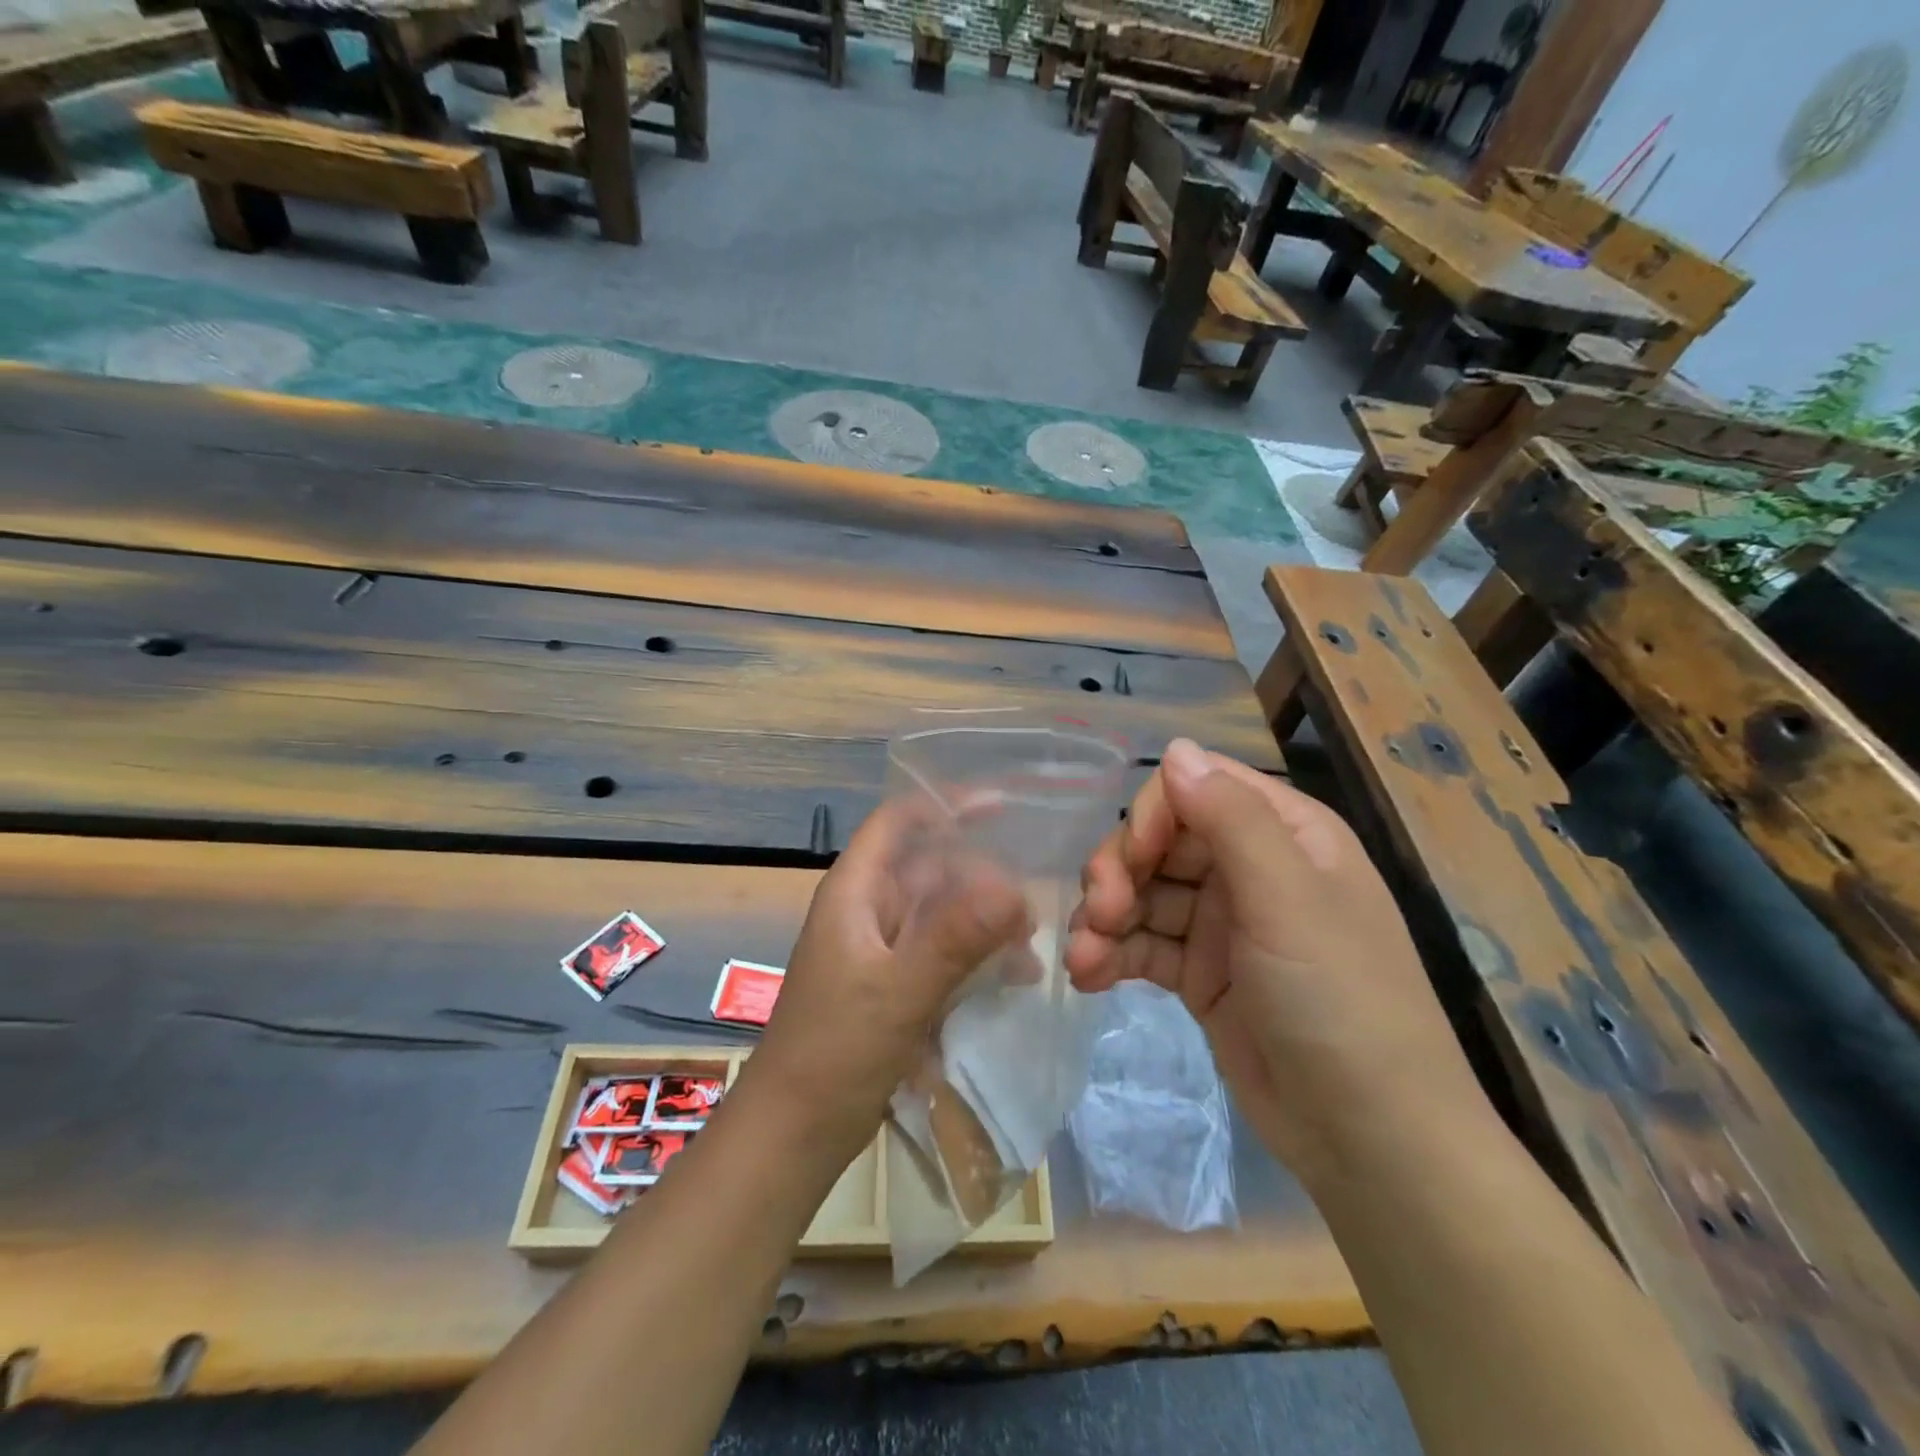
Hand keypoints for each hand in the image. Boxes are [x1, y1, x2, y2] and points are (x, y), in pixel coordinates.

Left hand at [744, 796, 1031, 1164]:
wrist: (794, 1133)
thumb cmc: (835, 1052)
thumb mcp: (898, 992)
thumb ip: (954, 939)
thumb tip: (1014, 888)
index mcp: (856, 891)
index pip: (899, 820)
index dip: (946, 804)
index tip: (1004, 808)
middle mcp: (868, 909)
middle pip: (930, 867)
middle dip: (981, 877)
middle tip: (1032, 905)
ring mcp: (880, 949)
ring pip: (941, 912)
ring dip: (984, 921)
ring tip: (1029, 945)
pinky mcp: (892, 984)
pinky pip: (941, 952)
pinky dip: (975, 956)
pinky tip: (1012, 978)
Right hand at [1066, 738, 1487, 1182]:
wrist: (1371, 1140)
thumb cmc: (1341, 1001)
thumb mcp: (1288, 899)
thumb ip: (1229, 818)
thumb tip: (1176, 747)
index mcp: (1284, 833)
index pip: (1197, 788)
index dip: (1153, 815)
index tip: (1133, 862)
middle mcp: (1250, 867)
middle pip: (1160, 840)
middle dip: (1120, 872)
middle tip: (1102, 916)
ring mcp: (1223, 922)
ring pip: (1143, 894)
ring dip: (1105, 919)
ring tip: (1084, 960)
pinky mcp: (1201, 973)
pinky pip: (1143, 945)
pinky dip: (1112, 954)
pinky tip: (1089, 977)